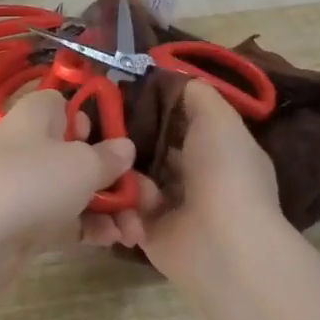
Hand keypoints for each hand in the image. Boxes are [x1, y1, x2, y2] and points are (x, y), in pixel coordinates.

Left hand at [0, 90, 135, 303]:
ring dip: (111, 208)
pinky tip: (114, 241)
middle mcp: (32, 146)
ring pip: (78, 191)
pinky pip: (67, 220)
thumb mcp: (82, 164)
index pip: (68, 106)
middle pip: (81, 154)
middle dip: (118, 177)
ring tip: (136, 232)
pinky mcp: (27, 224)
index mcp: (39, 115)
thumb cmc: (31, 182)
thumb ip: (109, 157)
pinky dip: (91, 228)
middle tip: (147, 201)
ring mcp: (28, 187)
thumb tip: (124, 148)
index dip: (98, 121)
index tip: (123, 142)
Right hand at [84, 79, 283, 279]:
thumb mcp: (219, 119)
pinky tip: (116, 191)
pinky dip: (119, 200)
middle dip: (127, 136)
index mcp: (217, 150)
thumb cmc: (224, 173)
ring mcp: (172, 205)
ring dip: (119, 168)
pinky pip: (124, 206)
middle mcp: (195, 176)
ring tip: (100, 156)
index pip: (180, 121)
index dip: (154, 105)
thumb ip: (198, 95)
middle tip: (95, 121)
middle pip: (152, 147)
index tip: (121, 90)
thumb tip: (176, 77)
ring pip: (134, 175)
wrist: (220, 242)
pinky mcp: (148, 230)